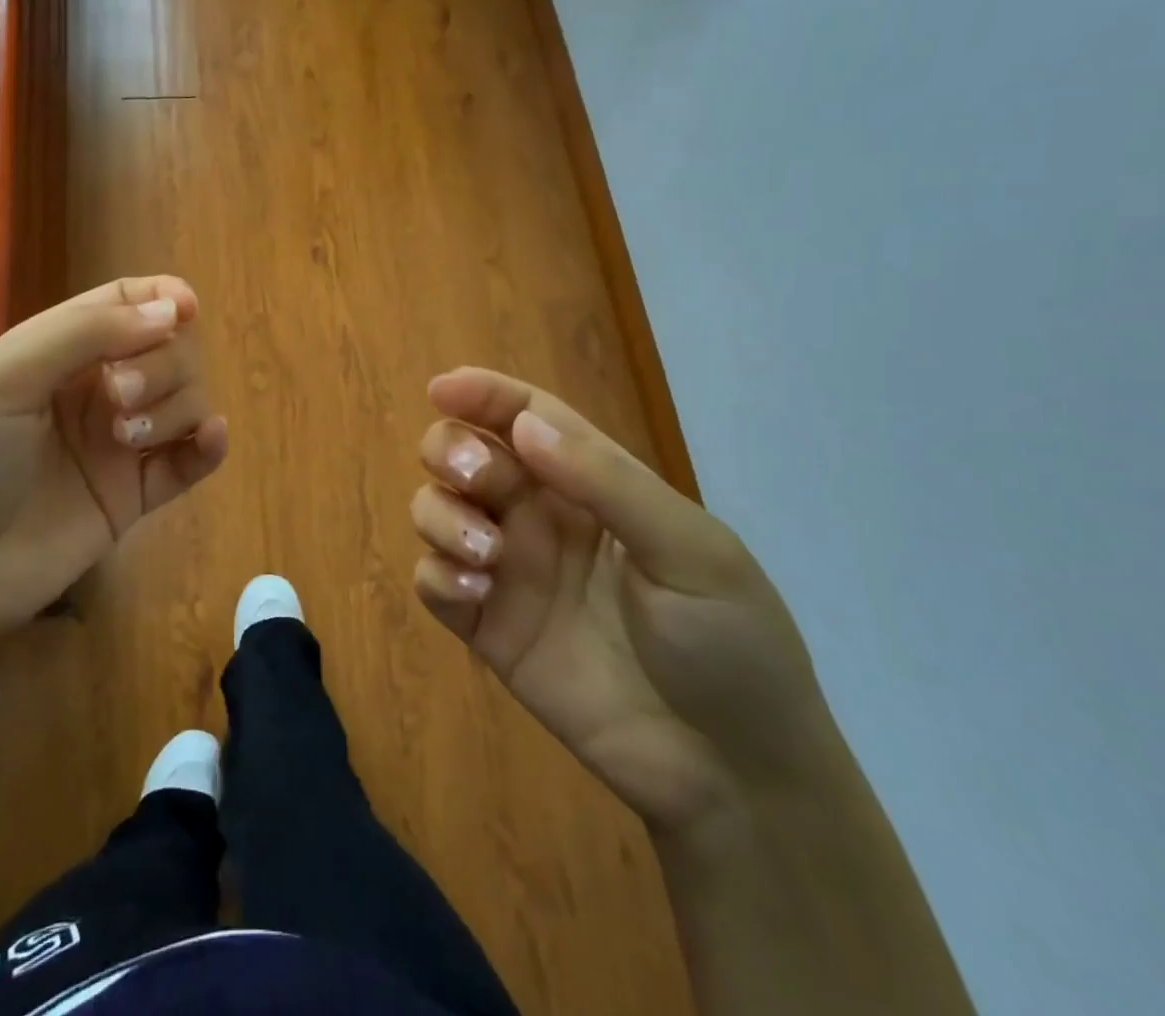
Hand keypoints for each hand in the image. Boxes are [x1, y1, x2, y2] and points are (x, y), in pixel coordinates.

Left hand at [0, 276, 227, 674]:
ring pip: (187, 399)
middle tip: (118, 396)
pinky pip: (192, 461)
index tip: (184, 310)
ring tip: (128, 440)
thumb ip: (87, 333)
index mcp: (60, 351)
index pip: (128, 304)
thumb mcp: (5, 377)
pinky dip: (210, 445)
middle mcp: (97, 390)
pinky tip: (208, 439)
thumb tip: (176, 310)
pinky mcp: (135, 497)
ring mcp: (119, 445)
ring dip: (174, 406)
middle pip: (169, 349)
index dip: (164, 299)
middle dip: (161, 362)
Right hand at [410, 368, 838, 833]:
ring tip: (485, 555)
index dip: (483, 394)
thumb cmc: (730, 645)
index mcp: (591, 485)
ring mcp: (509, 571)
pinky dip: (437, 574)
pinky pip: (432, 581)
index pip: (526, 417)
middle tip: (474, 478)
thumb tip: (524, 425)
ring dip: (441, 514)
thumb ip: (607, 482)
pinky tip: (476, 596)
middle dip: (451, 450)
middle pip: (465, 452)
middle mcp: (539, 516)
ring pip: (436, 509)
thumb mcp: (691, 551)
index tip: (441, 389)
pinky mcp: (486, 627)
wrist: (732, 775)